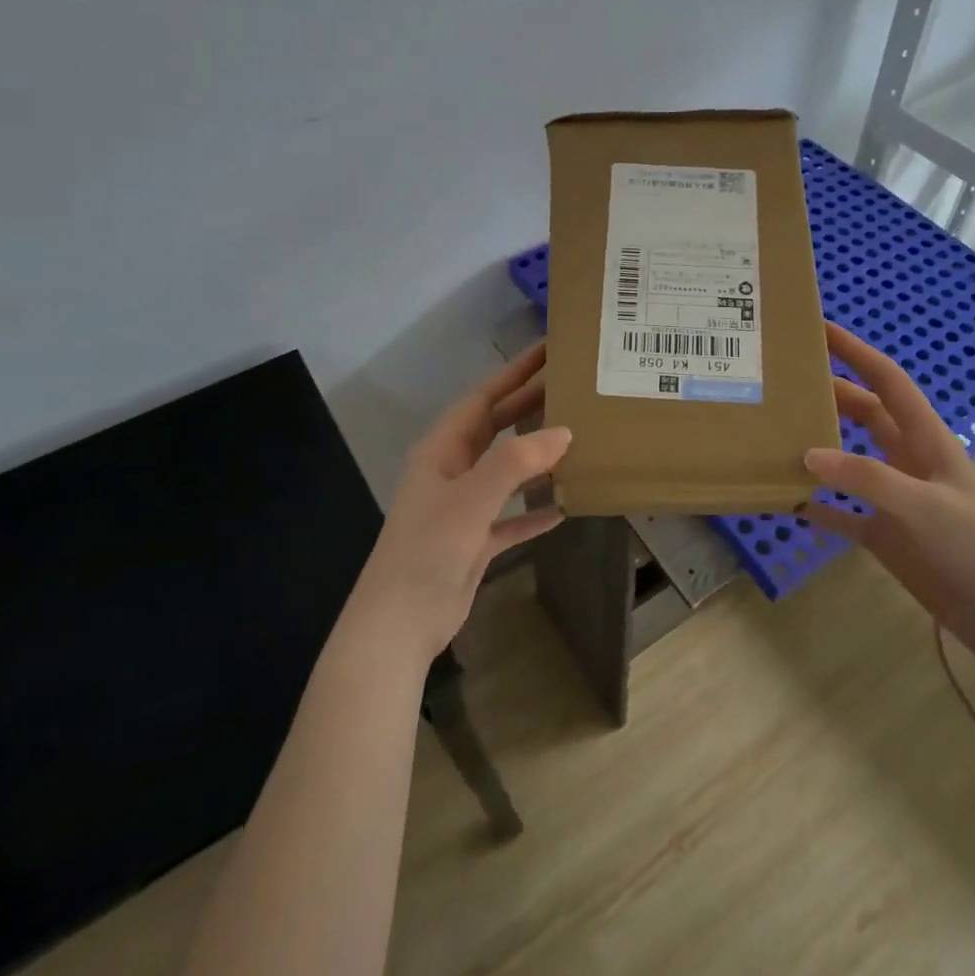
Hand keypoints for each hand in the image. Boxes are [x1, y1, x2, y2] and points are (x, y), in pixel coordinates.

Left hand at [349, 342, 571, 660]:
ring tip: (575, 437)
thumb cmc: (428, 550)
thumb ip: (516, 462)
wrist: (399, 624)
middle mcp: (452, 471)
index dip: (514, 373)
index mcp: (442, 450)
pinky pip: (511, 516)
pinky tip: (564, 506)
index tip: (547, 350)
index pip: (483, 398)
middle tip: (570, 386)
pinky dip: (533, 509)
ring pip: (505, 470)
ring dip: (535, 456)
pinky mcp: (474, 541)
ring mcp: (463, 507)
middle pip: (496, 428)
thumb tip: (563, 432)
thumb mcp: (472, 499)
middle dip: (529, 406)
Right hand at [805, 321, 974, 659]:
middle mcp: (907, 460)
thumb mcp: (924, 505)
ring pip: (848, 461)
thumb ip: (867, 478)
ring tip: (775, 436)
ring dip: (818, 449)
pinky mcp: (886, 536)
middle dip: (829, 394)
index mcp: (926, 439)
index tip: (820, 328)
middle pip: (863, 415)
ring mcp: (895, 498)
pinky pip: (842, 514)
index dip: (856, 352)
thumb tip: (807, 454)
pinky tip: (788, 501)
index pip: (887, 381)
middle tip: (783, 384)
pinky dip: (818, 507)